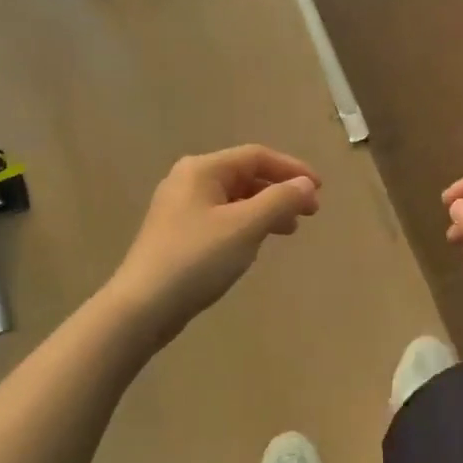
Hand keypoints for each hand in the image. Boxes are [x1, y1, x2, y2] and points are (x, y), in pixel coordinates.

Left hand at [109, 145, 321, 340]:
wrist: (142, 307)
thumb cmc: (197, 259)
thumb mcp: (245, 227)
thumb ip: (280, 201)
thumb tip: (306, 185)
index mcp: (202, 169)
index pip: (256, 156)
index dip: (292, 169)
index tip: (320, 190)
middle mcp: (188, 180)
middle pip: (244, 175)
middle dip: (280, 191)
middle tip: (310, 213)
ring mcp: (179, 208)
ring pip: (234, 199)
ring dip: (265, 210)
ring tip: (289, 230)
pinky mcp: (177, 234)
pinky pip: (221, 218)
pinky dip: (245, 224)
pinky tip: (255, 244)